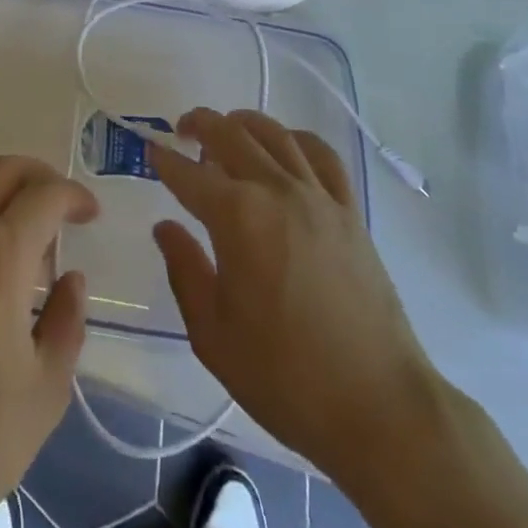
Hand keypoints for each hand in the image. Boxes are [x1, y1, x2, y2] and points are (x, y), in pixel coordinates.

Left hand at [0, 157, 97, 527]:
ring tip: (30, 253)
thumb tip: (70, 277)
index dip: (74, 195)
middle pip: (0, 172)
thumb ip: (67, 320)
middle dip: (37, 175)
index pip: (43, 195)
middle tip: (62, 207)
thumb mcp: (46, 389)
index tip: (91, 214)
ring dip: (5, 202)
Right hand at [150, 108, 432, 480]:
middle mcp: (275, 190)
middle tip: (182, 130)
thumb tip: (165, 227)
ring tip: (227, 128)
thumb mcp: (213, 335)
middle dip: (201, 125)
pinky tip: (285, 146)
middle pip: (231, 135)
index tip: (150, 151)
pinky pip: (321, 155)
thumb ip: (185, 271)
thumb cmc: (285, 376)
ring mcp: (317, 196)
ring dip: (244, 122)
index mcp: (236, 217)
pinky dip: (297, 138)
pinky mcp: (349, 210)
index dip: (165, 160)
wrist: (377, 405)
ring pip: (275, 134)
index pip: (189, 174)